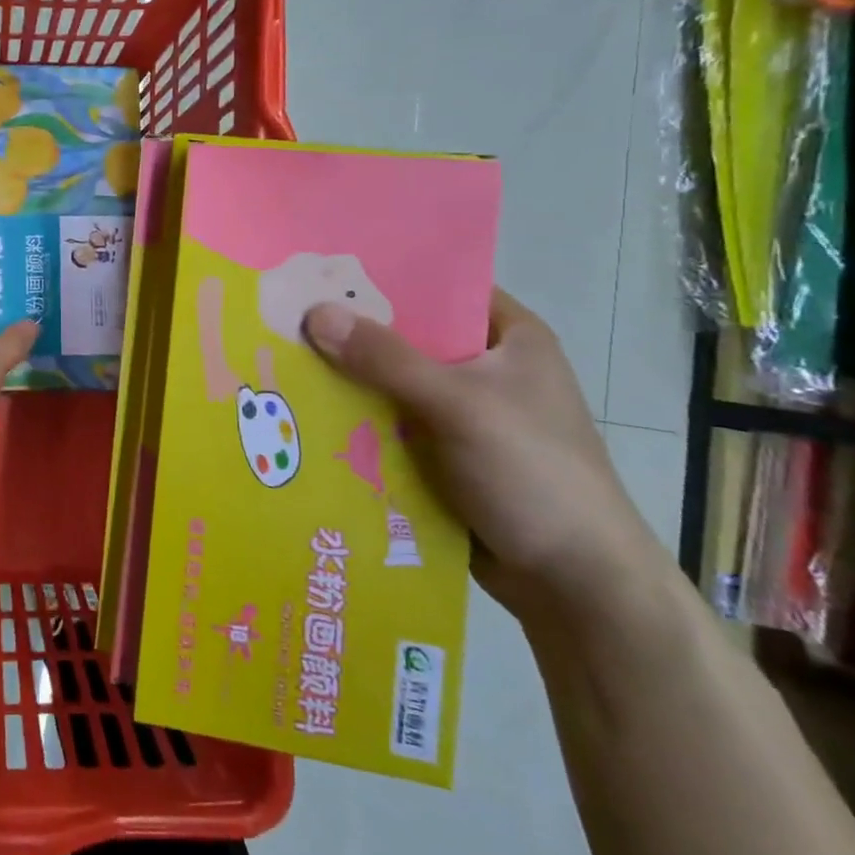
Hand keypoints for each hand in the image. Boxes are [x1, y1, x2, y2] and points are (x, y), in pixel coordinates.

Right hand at [304, 289, 662, 630]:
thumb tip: (315, 313)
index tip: (323, 270)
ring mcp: (463, 415)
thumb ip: (386, 358)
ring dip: (347, 381)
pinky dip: (356, 422)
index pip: (440, 288)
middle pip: (407, 338)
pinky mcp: (443, 456)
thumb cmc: (532, 473)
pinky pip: (389, 426)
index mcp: (510, 339)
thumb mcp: (458, 404)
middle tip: (286, 316)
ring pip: (392, 385)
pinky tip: (305, 414)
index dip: (384, 277)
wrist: (574, 584)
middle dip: (352, 333)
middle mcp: (485, 369)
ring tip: (280, 360)